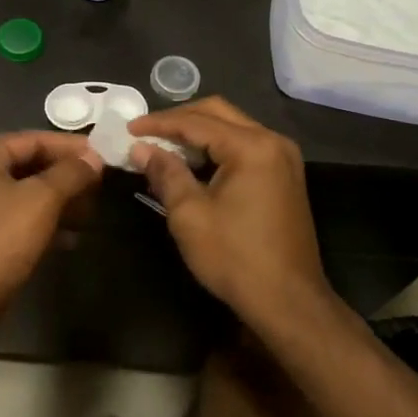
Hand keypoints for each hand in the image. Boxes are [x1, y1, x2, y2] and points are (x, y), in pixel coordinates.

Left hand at [0, 132, 103, 321]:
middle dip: (67, 177)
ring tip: (92, 212)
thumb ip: (71, 173)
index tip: (105, 154)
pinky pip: (18, 217)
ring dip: (60, 201)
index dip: (71, 147)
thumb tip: (94, 158)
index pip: (32, 139)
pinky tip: (72, 237)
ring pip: (26, 193)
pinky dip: (44, 222)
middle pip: (29, 165)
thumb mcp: (41, 200)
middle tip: (102, 185)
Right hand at [128, 98, 329, 329]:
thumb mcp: (190, 214)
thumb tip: (140, 148)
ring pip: (232, 128)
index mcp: (252, 146)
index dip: (158, 123)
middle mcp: (273, 142)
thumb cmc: (235, 257)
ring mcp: (283, 158)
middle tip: (145, 132)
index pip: (196, 122)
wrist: (289, 303)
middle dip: (179, 119)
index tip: (128, 128)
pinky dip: (216, 148)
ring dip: (197, 133)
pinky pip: (245, 147)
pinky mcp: (284, 176)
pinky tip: (192, 164)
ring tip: (162, 146)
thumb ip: (165, 173)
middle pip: (218, 113)